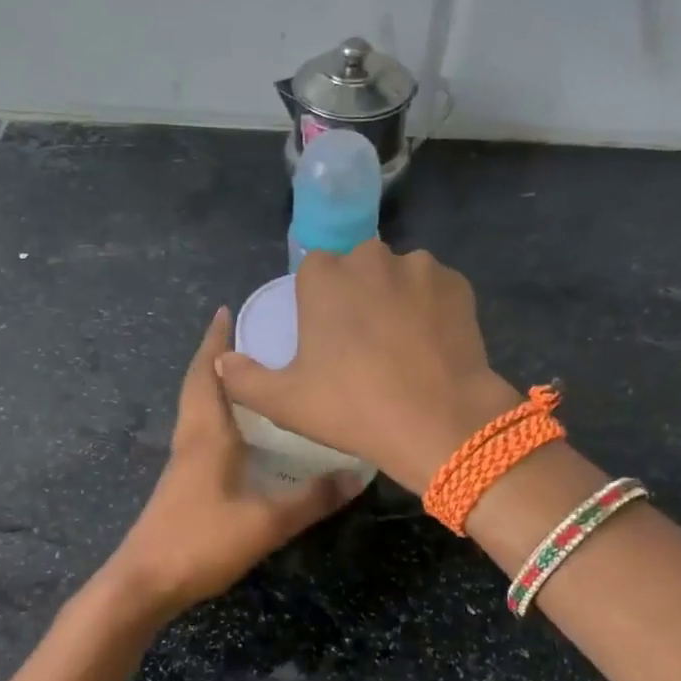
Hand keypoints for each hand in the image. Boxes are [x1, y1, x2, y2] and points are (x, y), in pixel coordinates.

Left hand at [107, 307, 363, 619]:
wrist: (144, 582)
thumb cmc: (201, 542)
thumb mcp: (266, 521)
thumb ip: (312, 498)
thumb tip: (358, 474)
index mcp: (206, 433)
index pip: (208, 373)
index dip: (216, 341)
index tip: (227, 310)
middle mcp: (190, 438)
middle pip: (198, 384)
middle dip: (217, 355)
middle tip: (246, 336)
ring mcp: (182, 461)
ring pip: (196, 408)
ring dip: (215, 383)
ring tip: (249, 375)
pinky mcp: (181, 483)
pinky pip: (199, 431)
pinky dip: (216, 414)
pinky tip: (239, 432)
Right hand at [215, 241, 521, 492]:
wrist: (440, 422)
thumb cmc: (353, 408)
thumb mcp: (284, 402)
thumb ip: (243, 378)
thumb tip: (221, 362)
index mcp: (324, 275)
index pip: (312, 272)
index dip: (316, 304)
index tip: (324, 340)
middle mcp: (371, 257)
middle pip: (357, 269)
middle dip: (356, 296)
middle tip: (362, 347)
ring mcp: (420, 268)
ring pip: (398, 277)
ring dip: (394, 299)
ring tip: (400, 348)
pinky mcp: (459, 285)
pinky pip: (434, 290)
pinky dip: (429, 309)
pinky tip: (430, 346)